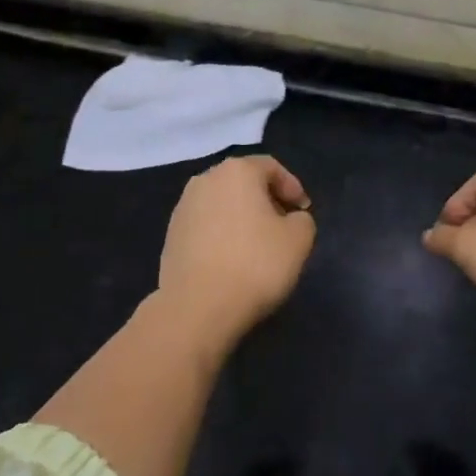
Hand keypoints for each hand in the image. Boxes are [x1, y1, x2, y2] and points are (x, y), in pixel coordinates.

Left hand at [157, 155, 315, 340]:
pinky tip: (232, 260)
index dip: (292, 187)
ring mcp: (183, 207)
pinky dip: (222, 235)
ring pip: (222, 203)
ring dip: (242, 217)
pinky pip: (206, 226)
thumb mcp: (298, 240)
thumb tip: (291, 219)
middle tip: (284, 226)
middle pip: (244, 182)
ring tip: (258, 246)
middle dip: (266, 200)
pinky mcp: (171, 235)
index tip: (304, 212)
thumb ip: (302, 220)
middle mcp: (206, 180)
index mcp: (237, 171)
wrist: (197, 307)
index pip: (271, 168)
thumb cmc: (255, 264)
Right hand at [391, 442, 475, 475]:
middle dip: (434, 450)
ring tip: (439, 454)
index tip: (408, 446)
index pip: (426, 466)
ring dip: (450, 459)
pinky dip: (465, 475)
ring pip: (463, 473)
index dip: (418, 451)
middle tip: (422, 445)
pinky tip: (459, 475)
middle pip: (446, 464)